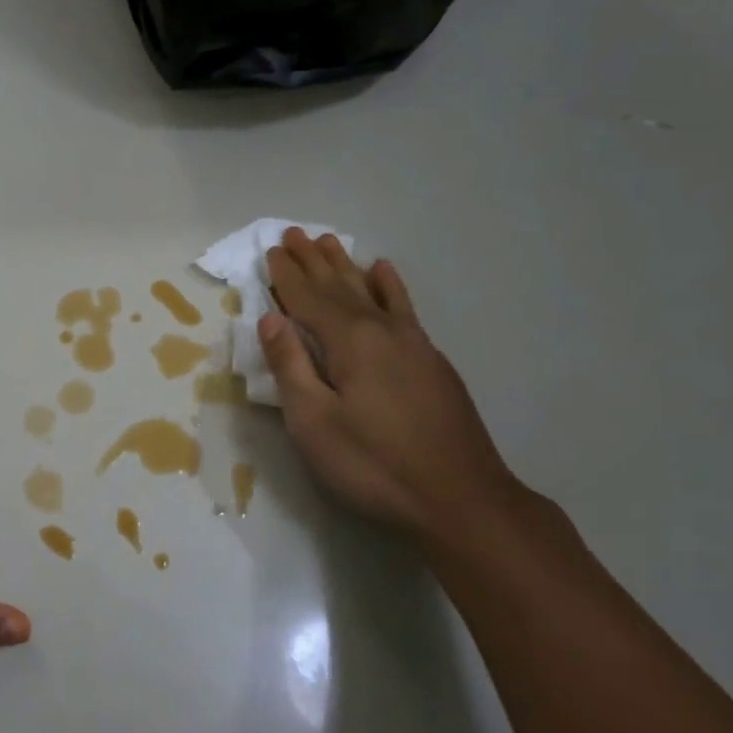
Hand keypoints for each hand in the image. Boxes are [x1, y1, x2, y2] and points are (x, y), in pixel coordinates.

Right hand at [258, 229, 525, 540]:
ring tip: (330, 241)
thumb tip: (270, 319)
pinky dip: (390, 286)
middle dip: (314, 260)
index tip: (270, 249)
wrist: (462, 499)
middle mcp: (381, 330)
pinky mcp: (431, 361)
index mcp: (349, 342)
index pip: (308, 299)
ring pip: (371, 291)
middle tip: (295, 232)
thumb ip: (290, 366)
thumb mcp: (314, 422)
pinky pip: (404, 307)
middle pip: (339, 286)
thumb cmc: (374, 465)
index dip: (286, 276)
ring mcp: (412, 343)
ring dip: (347, 266)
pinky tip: (384, 272)